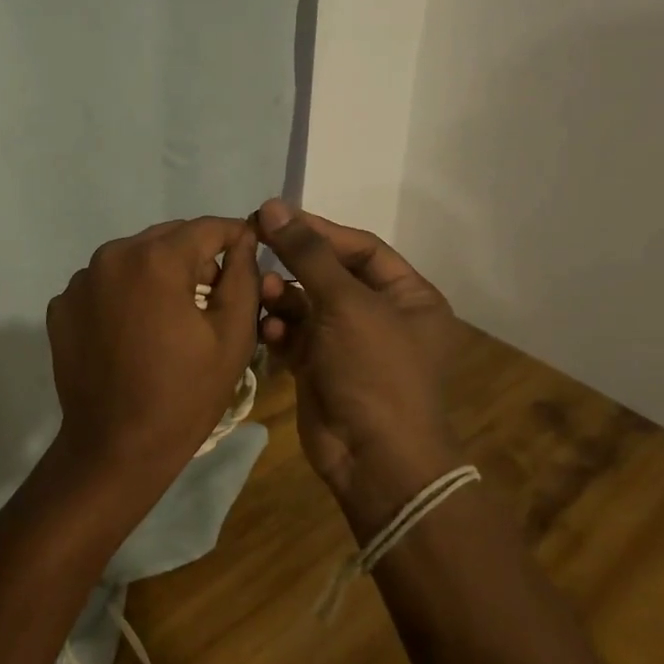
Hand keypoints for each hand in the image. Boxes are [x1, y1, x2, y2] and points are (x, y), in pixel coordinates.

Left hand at [44, 217, 260, 507]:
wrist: (115, 447)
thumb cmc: (183, 395)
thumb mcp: (232, 336)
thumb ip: (243, 276)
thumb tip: (243, 240)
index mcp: (155, 259)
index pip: (207, 227)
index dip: (235, 236)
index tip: (251, 251)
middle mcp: (111, 256)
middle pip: (166, 238)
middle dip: (195, 255)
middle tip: (215, 290)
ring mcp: (80, 280)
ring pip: (133, 258)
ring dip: (157, 273)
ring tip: (173, 313)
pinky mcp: (61, 305)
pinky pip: (104, 283)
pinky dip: (124, 294)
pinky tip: (134, 330)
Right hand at [253, 199, 461, 531]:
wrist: (374, 459)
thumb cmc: (374, 371)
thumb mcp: (346, 304)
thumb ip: (308, 253)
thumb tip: (274, 205)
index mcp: (409, 297)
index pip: (361, 248)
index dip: (319, 230)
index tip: (276, 217)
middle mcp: (381, 316)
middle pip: (330, 274)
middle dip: (294, 265)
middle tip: (254, 245)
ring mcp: (349, 344)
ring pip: (307, 304)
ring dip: (283, 296)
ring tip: (261, 293)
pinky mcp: (321, 367)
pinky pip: (295, 334)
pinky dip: (279, 328)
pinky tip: (267, 329)